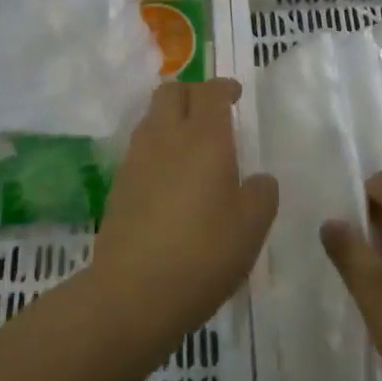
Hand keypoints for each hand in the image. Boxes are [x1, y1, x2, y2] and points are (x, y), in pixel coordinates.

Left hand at [94, 79, 278, 336]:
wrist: (132, 293)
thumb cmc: (203, 254)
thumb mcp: (252, 227)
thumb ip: (262, 194)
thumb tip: (258, 180)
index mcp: (205, 139)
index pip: (210, 92)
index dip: (224, 87)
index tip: (236, 94)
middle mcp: (167, 138)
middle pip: (171, 91)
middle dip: (192, 93)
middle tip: (212, 113)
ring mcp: (137, 161)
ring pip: (151, 117)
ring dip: (171, 118)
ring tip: (191, 144)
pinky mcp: (119, 186)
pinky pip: (140, 148)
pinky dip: (157, 147)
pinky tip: (171, 178)